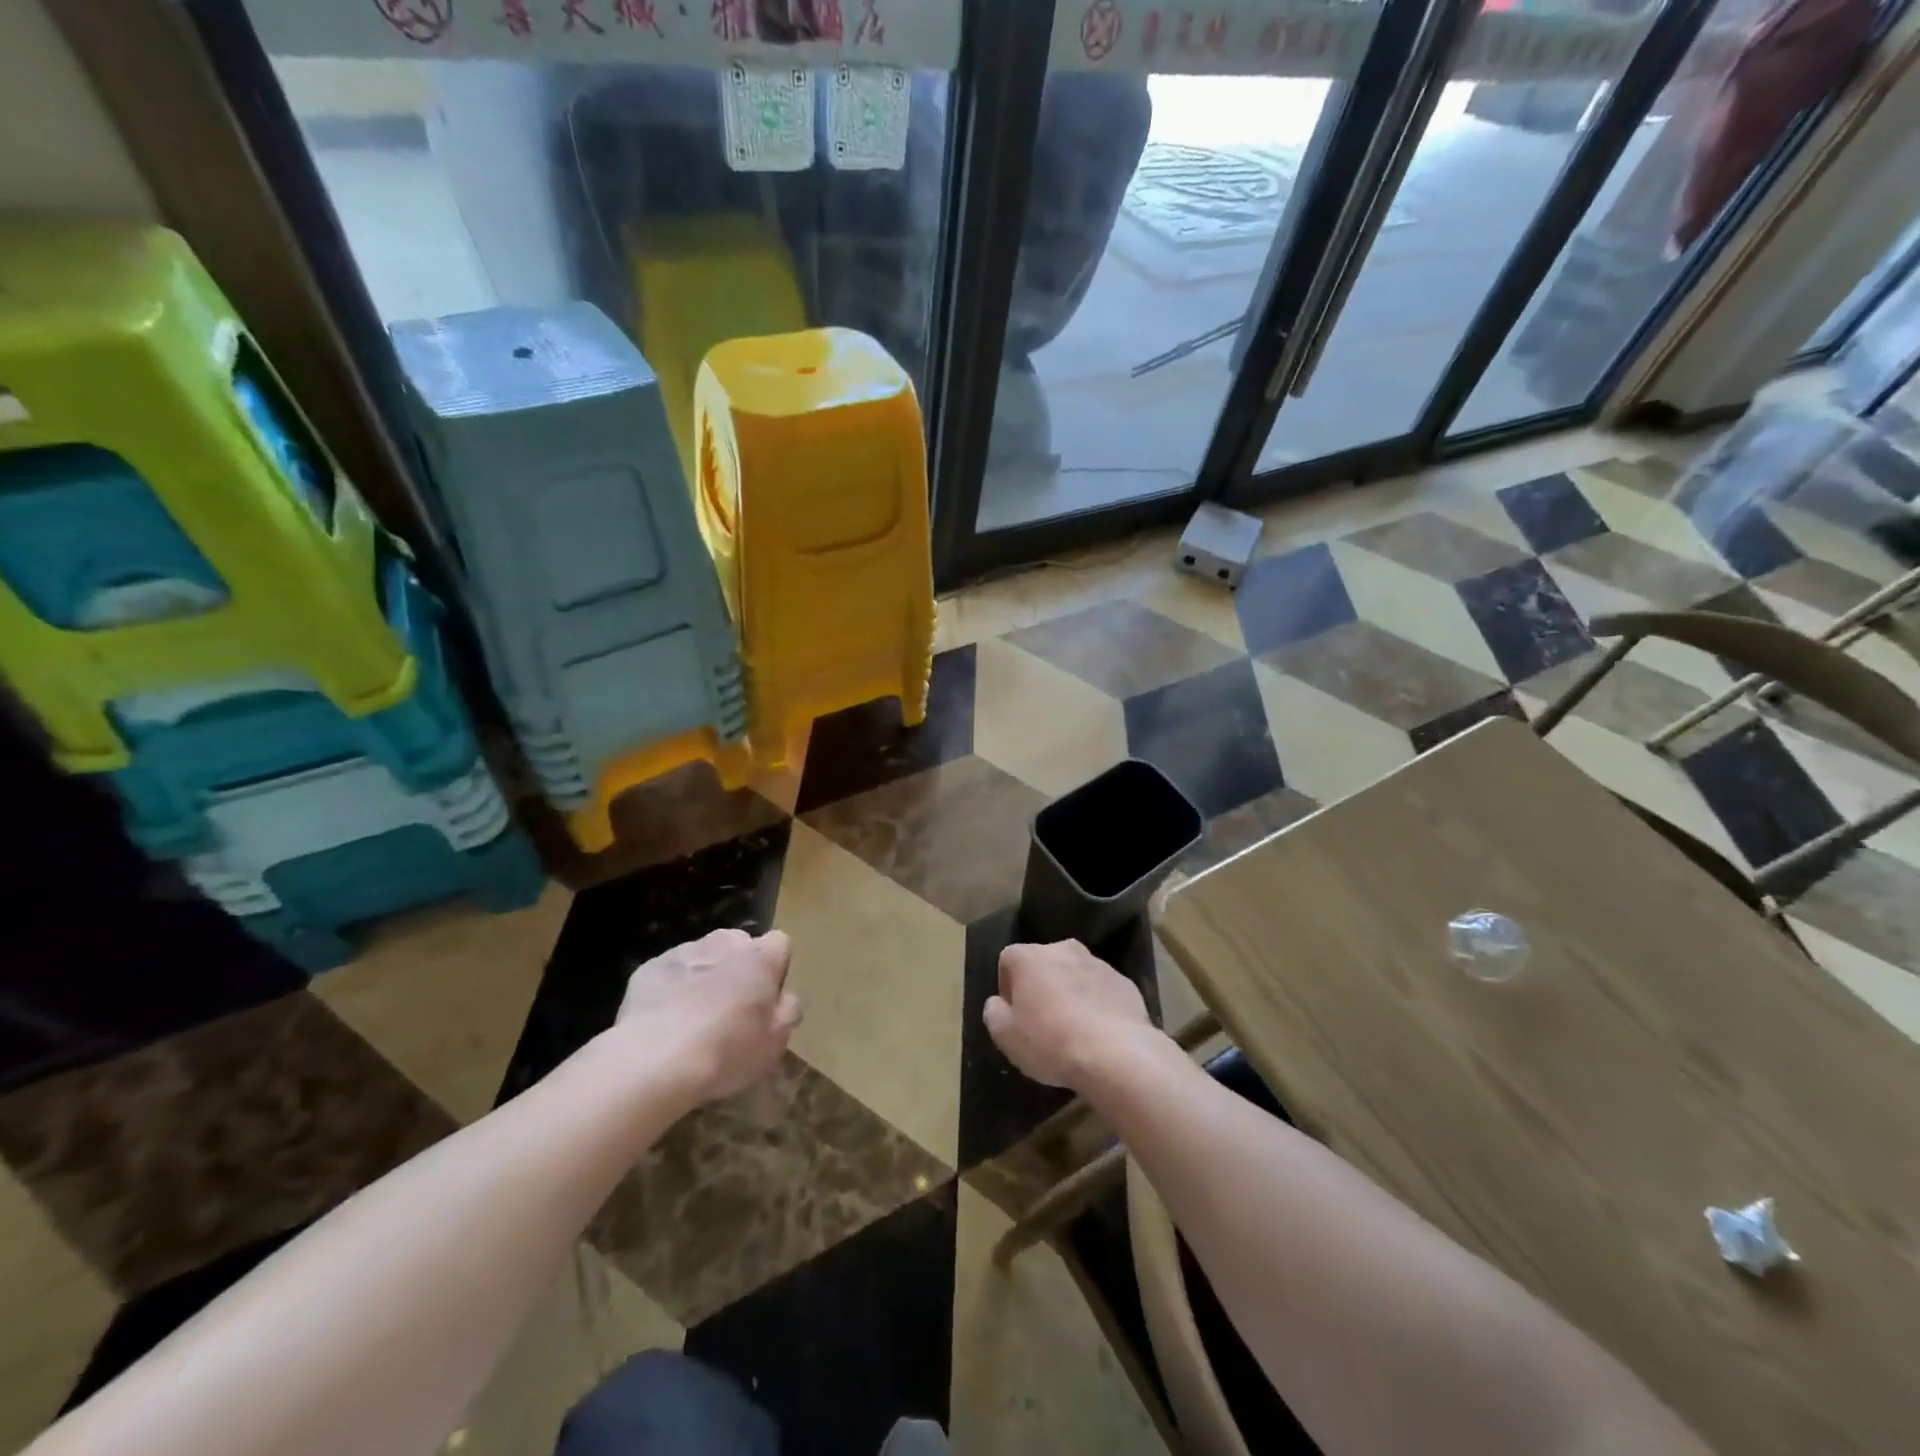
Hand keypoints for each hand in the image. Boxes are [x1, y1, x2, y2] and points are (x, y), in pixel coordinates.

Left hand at [615, 929, 800, 1102]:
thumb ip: (788, 1010)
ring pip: (703, 956)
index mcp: (761, 957)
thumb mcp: (776, 1040)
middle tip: (731, 1008)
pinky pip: (670, 972)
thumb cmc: (727, 1049)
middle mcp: (725, 943)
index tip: (766, 998)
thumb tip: (784, 997)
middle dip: (738, 967)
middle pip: (739, 945)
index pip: (780, 943)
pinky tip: (665, 1020)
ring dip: (705, 975)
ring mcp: (684, 951)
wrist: (655, 1059)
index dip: (775, 969)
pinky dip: (672, 987)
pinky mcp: (650, 967)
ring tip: (694, 1016)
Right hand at [982, 939, 1156, 1090]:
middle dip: (1040, 987)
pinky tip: (1098, 1034)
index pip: (1008, 960)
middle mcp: (1063, 949)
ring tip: (1073, 1030)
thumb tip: (998, 1002)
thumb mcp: (1005, 1036)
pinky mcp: (1124, 982)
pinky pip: (1100, 990)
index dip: (1007, 987)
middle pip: (1043, 964)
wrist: (1116, 1054)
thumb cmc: (1050, 1041)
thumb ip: (994, 1012)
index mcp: (1030, 956)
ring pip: (1074, 975)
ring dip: (1069, 994)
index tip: (1014, 1015)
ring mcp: (1098, 963)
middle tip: (1042, 1022)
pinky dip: (1096, 1004)